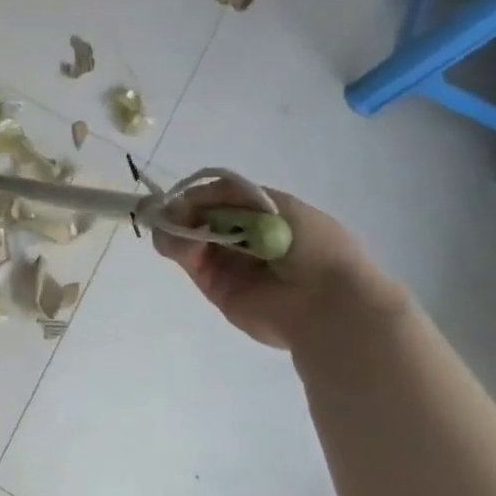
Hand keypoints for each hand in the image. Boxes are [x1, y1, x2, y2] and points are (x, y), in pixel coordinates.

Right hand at [152, 178, 404, 351]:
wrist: (325, 301)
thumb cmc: (314, 247)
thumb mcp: (280, 205)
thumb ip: (233, 194)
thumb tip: (190, 197)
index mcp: (265, 218)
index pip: (223, 201)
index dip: (202, 196)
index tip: (185, 195)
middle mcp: (244, 240)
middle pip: (201, 218)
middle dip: (183, 211)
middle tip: (170, 211)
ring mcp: (227, 264)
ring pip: (189, 238)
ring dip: (176, 227)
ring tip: (170, 226)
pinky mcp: (213, 287)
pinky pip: (189, 260)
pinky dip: (176, 246)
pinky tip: (176, 241)